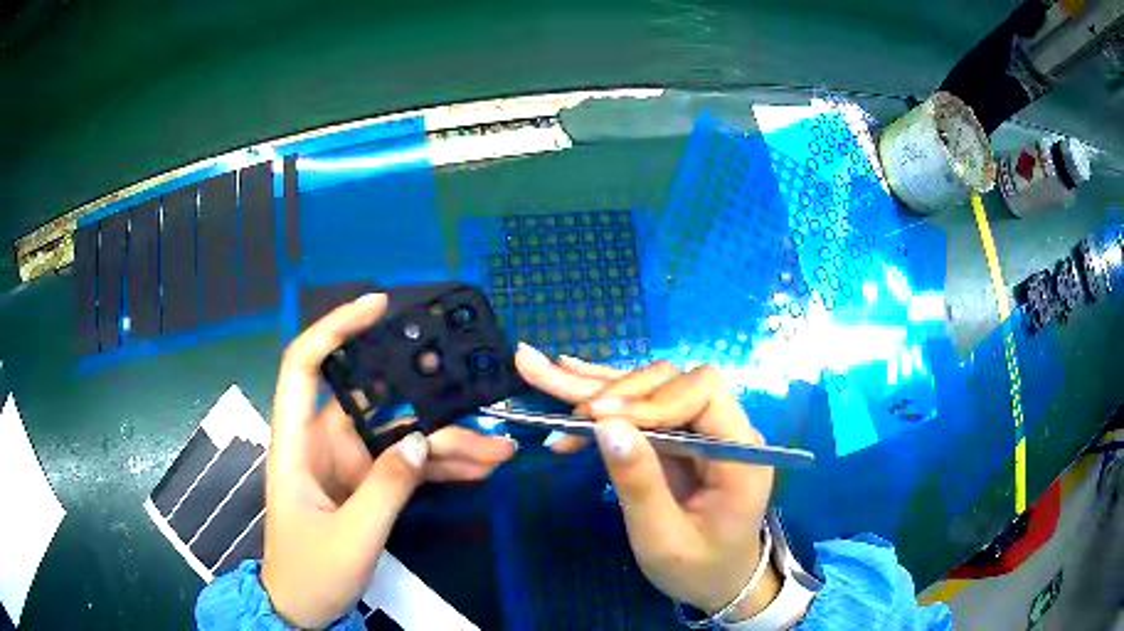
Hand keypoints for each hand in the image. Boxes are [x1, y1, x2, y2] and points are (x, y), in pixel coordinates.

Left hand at [262, 294, 516, 627]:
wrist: (305, 610)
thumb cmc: (311, 573)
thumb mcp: (351, 537)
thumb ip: (386, 488)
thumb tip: (421, 441)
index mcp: (296, 444)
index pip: (304, 366)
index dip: (335, 328)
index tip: (379, 306)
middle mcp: (322, 445)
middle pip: (375, 407)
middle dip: (428, 407)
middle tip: (477, 408)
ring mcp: (347, 467)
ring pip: (399, 438)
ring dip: (447, 444)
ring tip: (497, 450)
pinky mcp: (366, 487)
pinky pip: (406, 468)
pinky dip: (440, 469)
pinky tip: (478, 469)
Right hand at [516, 344, 779, 619]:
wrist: (721, 582)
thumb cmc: (698, 570)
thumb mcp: (664, 540)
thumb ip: (640, 484)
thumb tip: (604, 426)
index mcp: (741, 452)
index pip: (702, 392)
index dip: (649, 399)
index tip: (598, 419)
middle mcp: (726, 429)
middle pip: (671, 383)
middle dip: (616, 393)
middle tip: (568, 413)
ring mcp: (701, 430)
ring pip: (649, 390)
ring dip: (597, 386)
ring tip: (542, 368)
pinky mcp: (679, 438)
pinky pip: (641, 410)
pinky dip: (603, 397)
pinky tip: (568, 375)